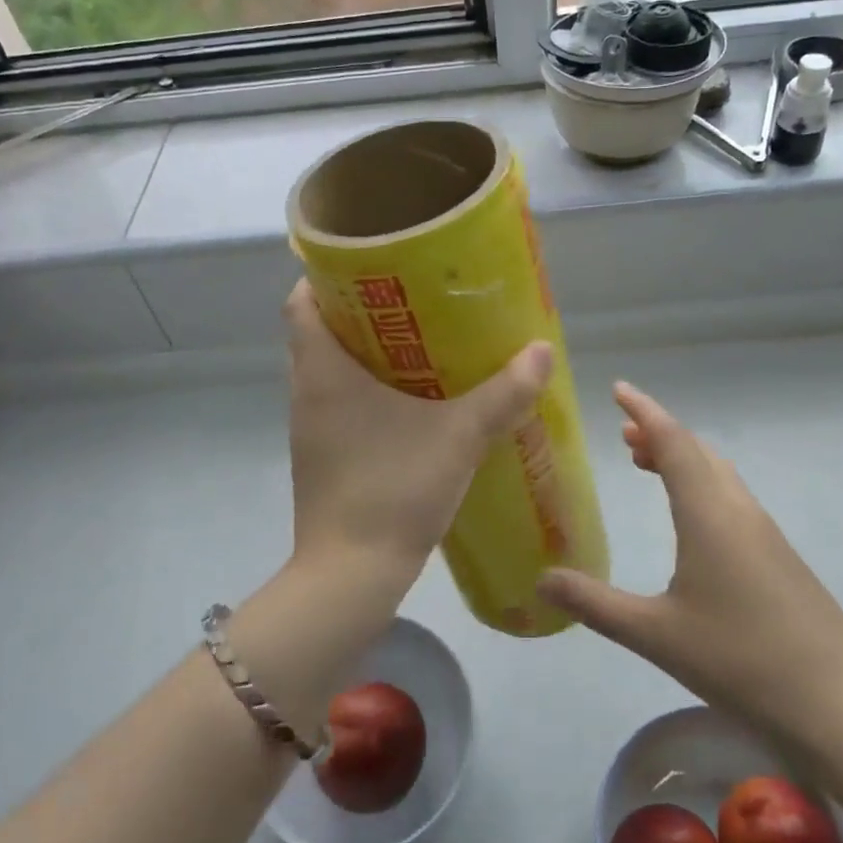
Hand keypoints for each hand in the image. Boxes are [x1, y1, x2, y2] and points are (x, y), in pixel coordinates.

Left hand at [285, 281, 552, 586]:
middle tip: (410, 298)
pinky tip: (410, 401)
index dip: (325, 277)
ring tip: (416, 342)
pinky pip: (337, 404)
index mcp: (322, 372)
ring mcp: (310, 428)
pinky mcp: (322, 457)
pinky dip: (365, 390)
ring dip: (363, 353)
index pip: (300, 302)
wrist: (349, 576)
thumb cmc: (393, 490)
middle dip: (358, 311)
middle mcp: (306, 392)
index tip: (368, 266)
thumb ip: (504, 394)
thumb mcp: (459, 437)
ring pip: (328, 371)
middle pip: (317, 332)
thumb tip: (542, 351)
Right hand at [537, 382, 842, 756]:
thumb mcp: (655, 635)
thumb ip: (595, 604)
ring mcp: (764, 532)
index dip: (644, 410)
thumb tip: (541, 579)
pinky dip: (701, 484)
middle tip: (623, 434)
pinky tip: (691, 519)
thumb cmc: (740, 659)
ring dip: (682, 458)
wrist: (839, 702)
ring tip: (648, 465)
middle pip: (697, 450)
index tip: (618, 389)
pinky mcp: (779, 556)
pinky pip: (731, 497)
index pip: (672, 441)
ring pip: (718, 473)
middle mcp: (738, 510)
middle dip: (659, 433)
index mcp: (708, 514)